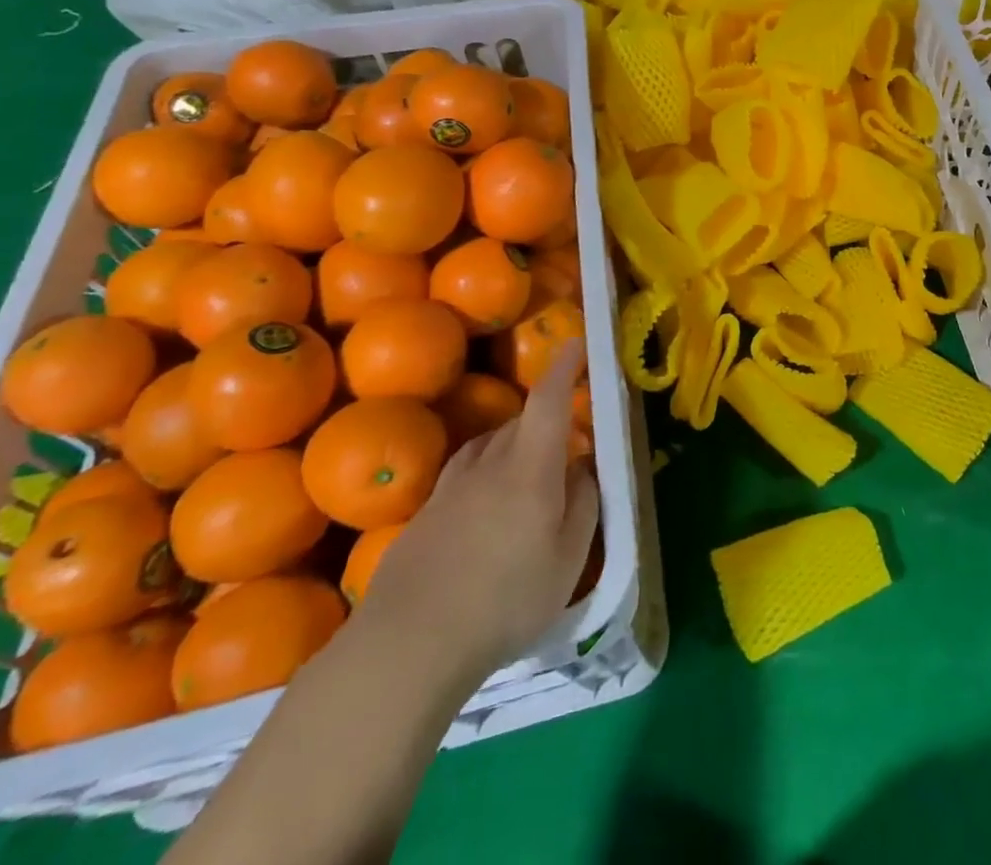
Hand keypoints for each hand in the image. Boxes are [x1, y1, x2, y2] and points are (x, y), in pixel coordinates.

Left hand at [352, 340, 599, 689]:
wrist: (406, 647)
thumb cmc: (504, 600)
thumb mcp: (568, 559)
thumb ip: (584, 503)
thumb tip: (584, 466)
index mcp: (530, 467)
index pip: (548, 399)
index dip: (565, 366)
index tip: (578, 343)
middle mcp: (488, 464)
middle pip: (521, 422)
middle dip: (547, 419)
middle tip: (568, 445)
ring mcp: (450, 489)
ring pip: (489, 445)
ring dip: (514, 444)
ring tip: (529, 474)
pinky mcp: (423, 516)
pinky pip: (464, 475)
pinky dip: (486, 474)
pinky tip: (488, 512)